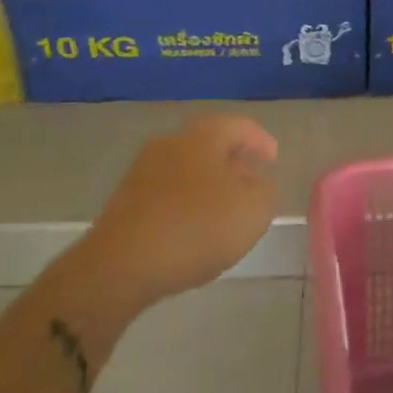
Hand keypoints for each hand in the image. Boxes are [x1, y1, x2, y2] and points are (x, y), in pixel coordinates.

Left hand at [73, 114, 278, 307]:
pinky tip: (192, 228)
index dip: (260, 140)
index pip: (239, 126)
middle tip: (250, 180)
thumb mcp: (253, 210)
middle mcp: (171, 143)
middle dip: (232, 160)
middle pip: (209, 143)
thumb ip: (263, 189)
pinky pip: (166, 193)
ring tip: (223, 208)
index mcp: (203, 136)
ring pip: (186, 168)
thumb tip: (253, 182)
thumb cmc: (196, 228)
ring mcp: (142, 171)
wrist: (119, 267)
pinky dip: (185, 203)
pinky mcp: (124, 202)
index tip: (273, 160)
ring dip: (207, 183)